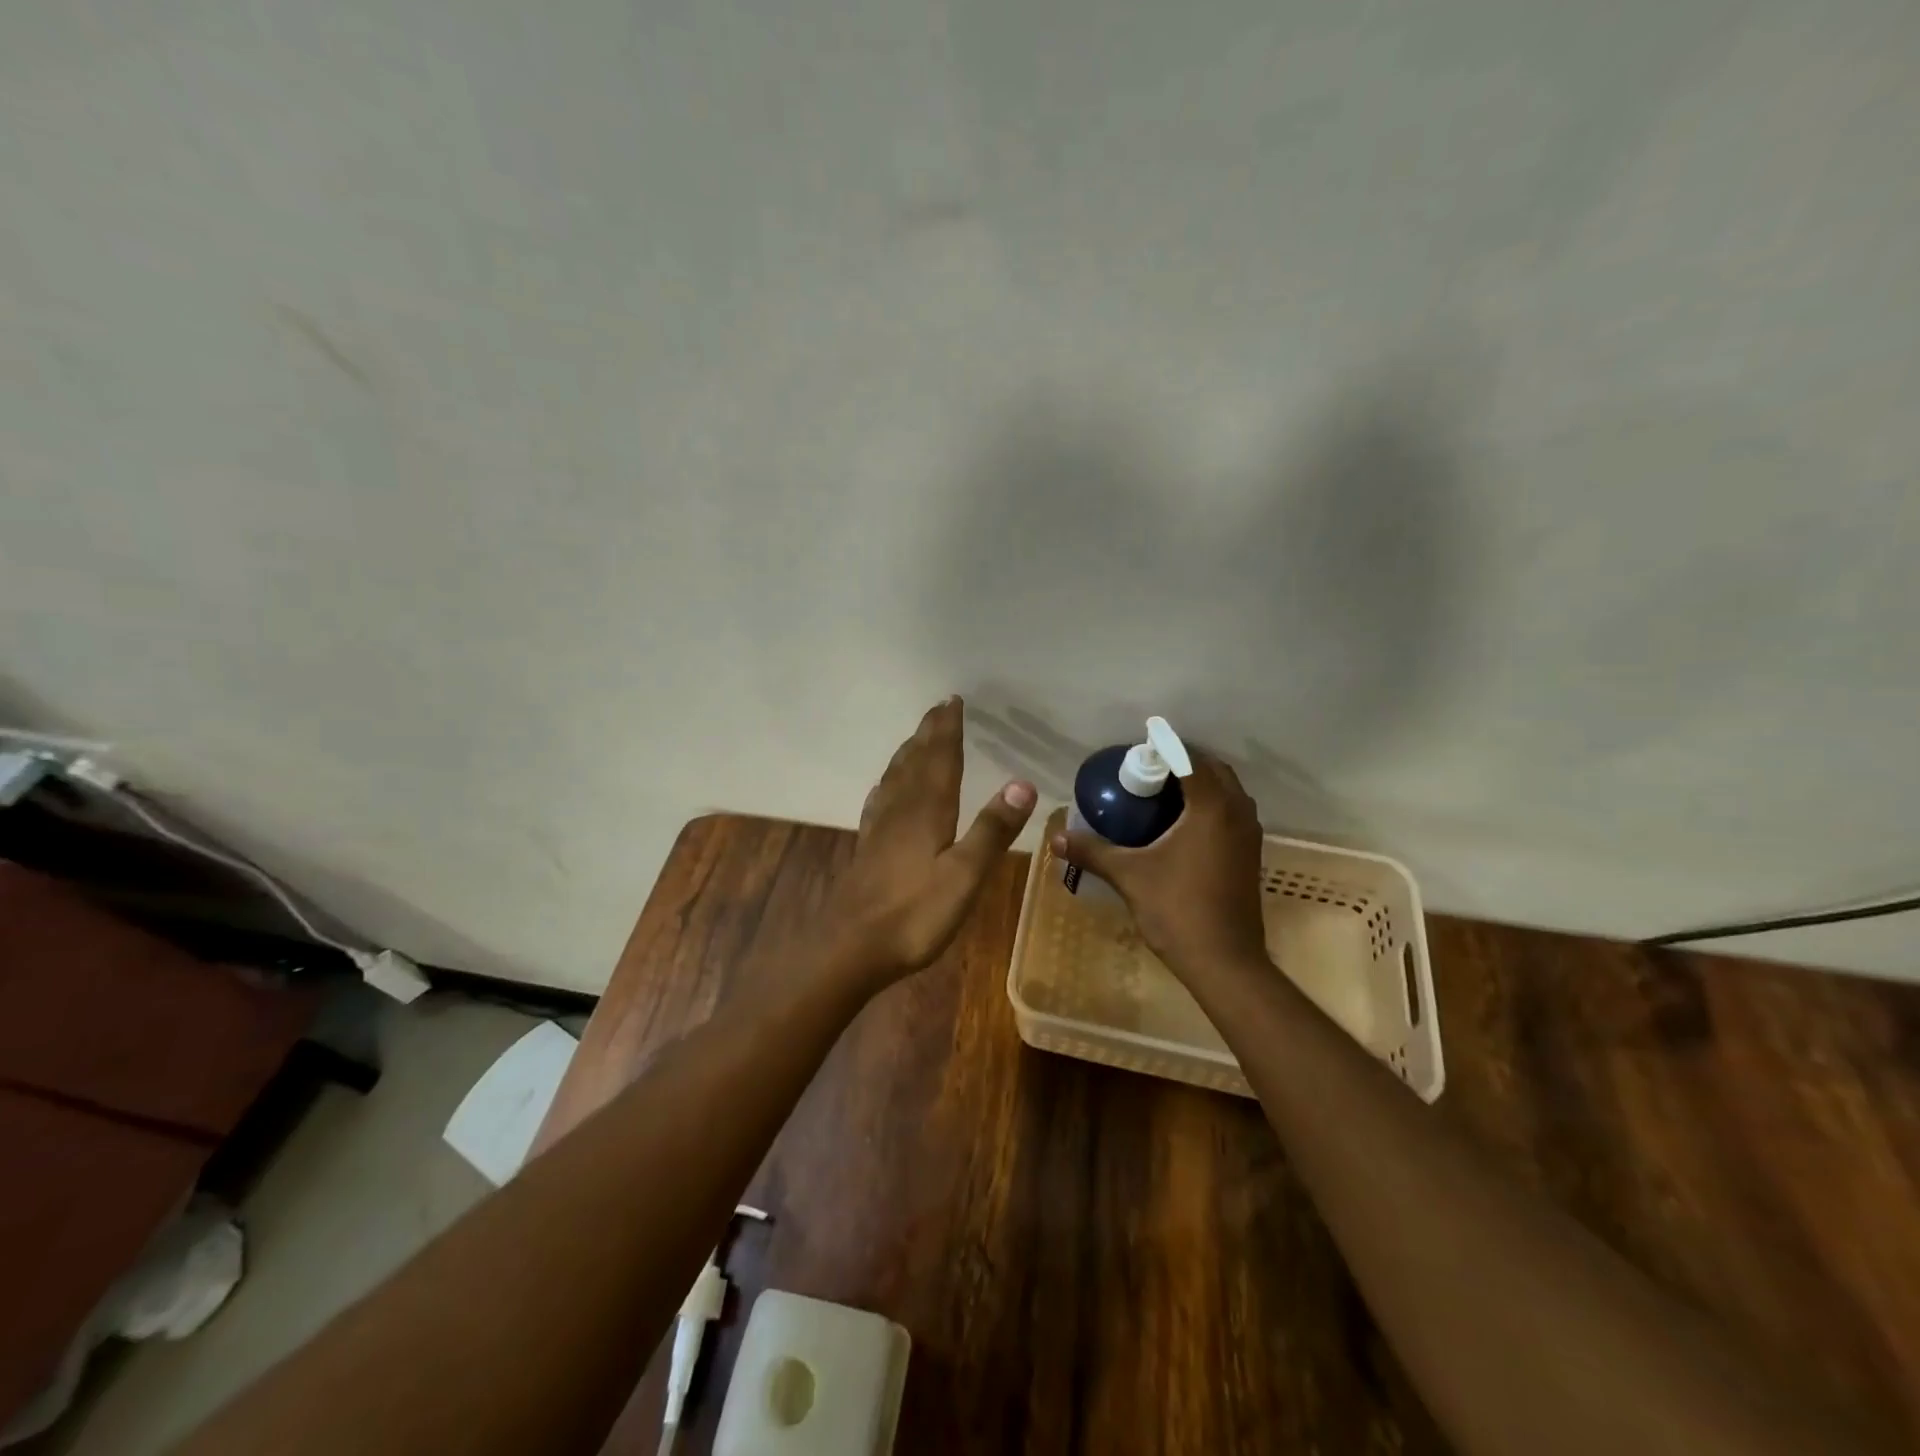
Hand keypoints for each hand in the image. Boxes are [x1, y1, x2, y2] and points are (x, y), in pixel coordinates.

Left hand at [820, 697, 1036, 990]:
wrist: (850, 947)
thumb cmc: (914, 914)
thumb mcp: (964, 875)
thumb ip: (992, 830)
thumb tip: (1022, 782)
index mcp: (927, 810)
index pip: (940, 758)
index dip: (947, 729)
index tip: (953, 700)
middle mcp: (901, 810)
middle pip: (916, 760)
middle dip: (929, 733)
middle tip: (939, 708)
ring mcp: (880, 829)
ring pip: (896, 778)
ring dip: (909, 753)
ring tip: (917, 738)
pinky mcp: (868, 848)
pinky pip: (880, 802)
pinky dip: (888, 784)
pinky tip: (885, 789)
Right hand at [1052, 754, 1268, 981]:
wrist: (1225, 962)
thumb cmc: (1178, 910)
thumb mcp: (1129, 876)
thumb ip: (1092, 851)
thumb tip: (1055, 837)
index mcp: (1212, 808)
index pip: (1191, 760)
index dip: (1165, 749)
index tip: (1137, 750)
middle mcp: (1237, 813)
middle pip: (1213, 770)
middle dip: (1183, 762)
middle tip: (1146, 770)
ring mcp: (1249, 835)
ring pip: (1228, 792)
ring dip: (1200, 783)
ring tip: (1162, 792)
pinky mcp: (1250, 855)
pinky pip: (1231, 813)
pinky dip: (1210, 805)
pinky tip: (1181, 824)